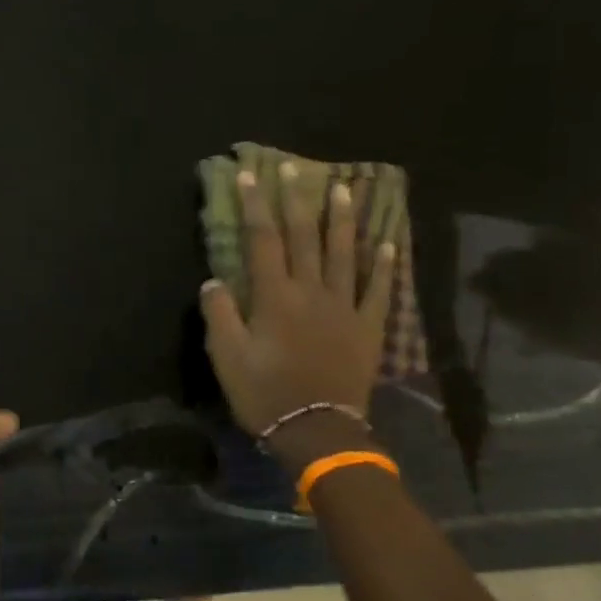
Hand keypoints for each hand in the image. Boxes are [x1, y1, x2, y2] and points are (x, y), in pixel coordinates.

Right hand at [200, 168, 393, 434]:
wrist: (318, 431)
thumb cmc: (265, 393)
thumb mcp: (227, 357)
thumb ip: (220, 315)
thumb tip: (213, 280)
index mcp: (275, 296)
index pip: (262, 240)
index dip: (255, 206)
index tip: (249, 176)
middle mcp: (311, 292)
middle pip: (305, 237)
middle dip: (297, 200)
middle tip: (296, 168)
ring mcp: (344, 308)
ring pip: (344, 254)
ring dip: (343, 219)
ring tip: (345, 188)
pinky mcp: (366, 328)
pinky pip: (377, 291)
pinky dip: (383, 266)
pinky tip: (388, 244)